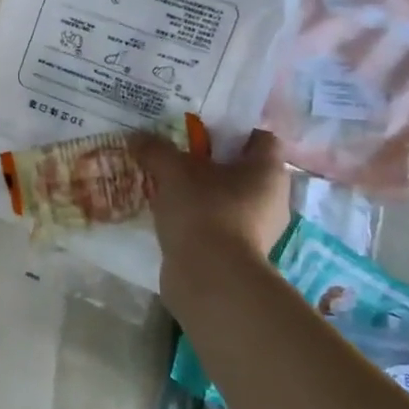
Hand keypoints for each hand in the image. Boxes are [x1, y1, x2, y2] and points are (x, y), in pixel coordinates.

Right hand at [135, 128, 291, 275]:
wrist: (210, 277)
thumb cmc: (204, 210)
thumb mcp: (173, 171)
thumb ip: (156, 150)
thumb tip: (136, 137)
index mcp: (268, 170)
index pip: (260, 138)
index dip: (233, 130)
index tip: (201, 132)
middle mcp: (272, 198)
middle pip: (242, 169)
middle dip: (210, 163)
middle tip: (178, 158)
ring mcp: (258, 229)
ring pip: (229, 198)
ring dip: (203, 192)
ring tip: (168, 187)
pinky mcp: (240, 253)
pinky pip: (219, 224)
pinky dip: (199, 219)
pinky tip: (171, 216)